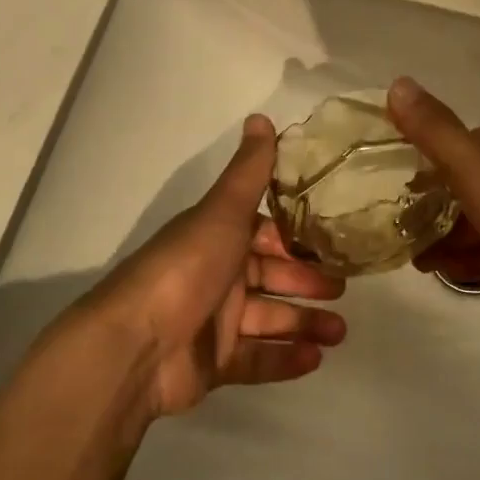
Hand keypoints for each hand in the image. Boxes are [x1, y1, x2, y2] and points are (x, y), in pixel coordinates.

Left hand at [82, 115, 347, 417]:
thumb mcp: (223, 212)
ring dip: (305, 322)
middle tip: (344, 287)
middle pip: (270, 276)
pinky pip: (258, 359)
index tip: (332, 241)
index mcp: (217, 237)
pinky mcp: (214, 363)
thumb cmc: (186, 268)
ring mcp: (214, 322)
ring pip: (270, 319)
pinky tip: (317, 358)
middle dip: (307, 281)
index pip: (264, 232)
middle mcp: (216, 275)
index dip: (296, 237)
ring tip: (340, 331)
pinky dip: (286, 358)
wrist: (136, 344)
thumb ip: (248, 171)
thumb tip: (260, 116)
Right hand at [388, 76, 479, 358]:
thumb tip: (397, 83)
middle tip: (398, 228)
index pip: (459, 143)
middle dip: (433, 204)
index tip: (392, 182)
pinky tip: (451, 275)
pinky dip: (472, 259)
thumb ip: (435, 131)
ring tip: (416, 259)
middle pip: (467, 184)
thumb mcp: (475, 173)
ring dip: (448, 236)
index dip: (425, 158)